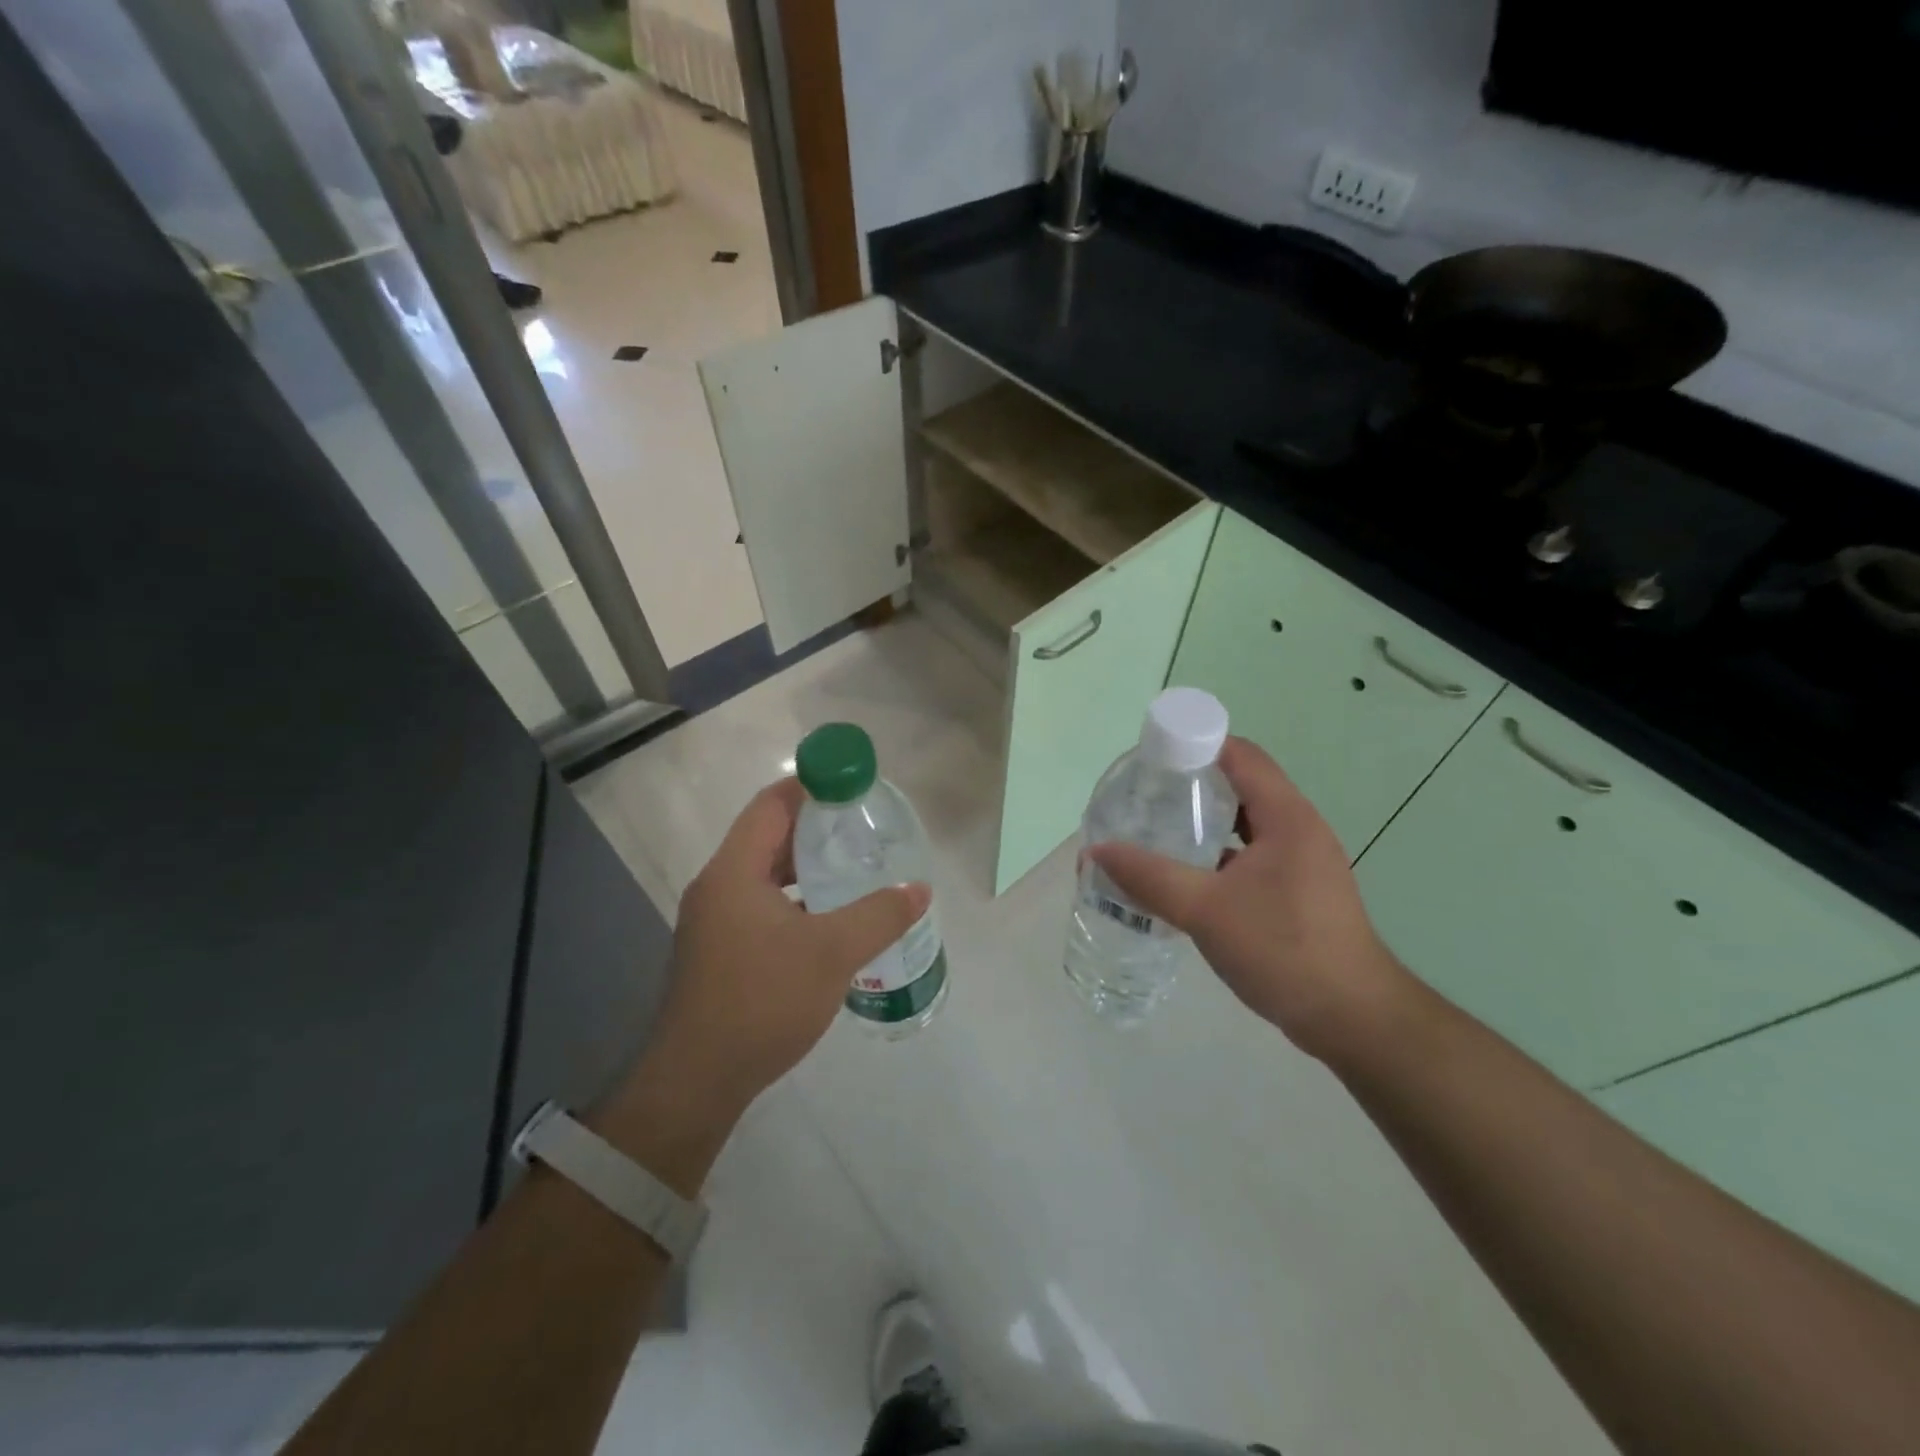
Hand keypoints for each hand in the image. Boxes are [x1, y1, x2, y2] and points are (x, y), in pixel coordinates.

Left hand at [595, 779, 928, 1189]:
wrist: (698, 1081)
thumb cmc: (762, 1002)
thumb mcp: (832, 953)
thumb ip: (879, 915)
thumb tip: (919, 889)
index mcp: (734, 871)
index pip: (771, 805)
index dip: (811, 788)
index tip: (853, 787)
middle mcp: (718, 887)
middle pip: (767, 837)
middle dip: (815, 830)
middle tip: (863, 831)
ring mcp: (714, 921)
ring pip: (765, 876)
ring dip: (806, 869)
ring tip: (853, 871)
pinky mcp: (719, 952)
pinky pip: (761, 906)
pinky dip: (795, 900)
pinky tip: (828, 921)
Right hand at [1089, 737, 1409, 1060]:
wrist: (1352, 1019)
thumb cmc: (1283, 950)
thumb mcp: (1206, 910)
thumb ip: (1149, 877)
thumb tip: (1096, 851)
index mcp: (1286, 816)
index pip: (1240, 755)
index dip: (1194, 745)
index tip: (1149, 758)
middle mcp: (1298, 829)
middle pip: (1240, 785)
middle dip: (1190, 785)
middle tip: (1142, 796)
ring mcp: (1301, 862)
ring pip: (1244, 825)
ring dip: (1202, 824)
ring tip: (1154, 831)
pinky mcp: (1297, 891)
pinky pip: (1250, 856)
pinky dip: (1217, 856)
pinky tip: (1183, 877)